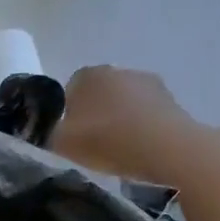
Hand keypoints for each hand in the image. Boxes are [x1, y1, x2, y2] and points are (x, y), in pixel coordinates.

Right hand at [52, 66, 196, 178]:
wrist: (165, 148)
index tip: (71, 139)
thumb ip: (48, 133)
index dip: (67, 115)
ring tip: (119, 150)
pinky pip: (145, 114)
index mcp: (87, 75)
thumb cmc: (107, 141)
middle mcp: (117, 70)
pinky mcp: (170, 98)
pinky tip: (139, 149)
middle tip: (93, 146)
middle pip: (98, 95)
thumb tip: (49, 130)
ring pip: (123, 103)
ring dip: (119, 120)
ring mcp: (147, 81)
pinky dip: (140, 127)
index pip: (69, 91)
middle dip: (94, 115)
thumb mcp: (61, 144)